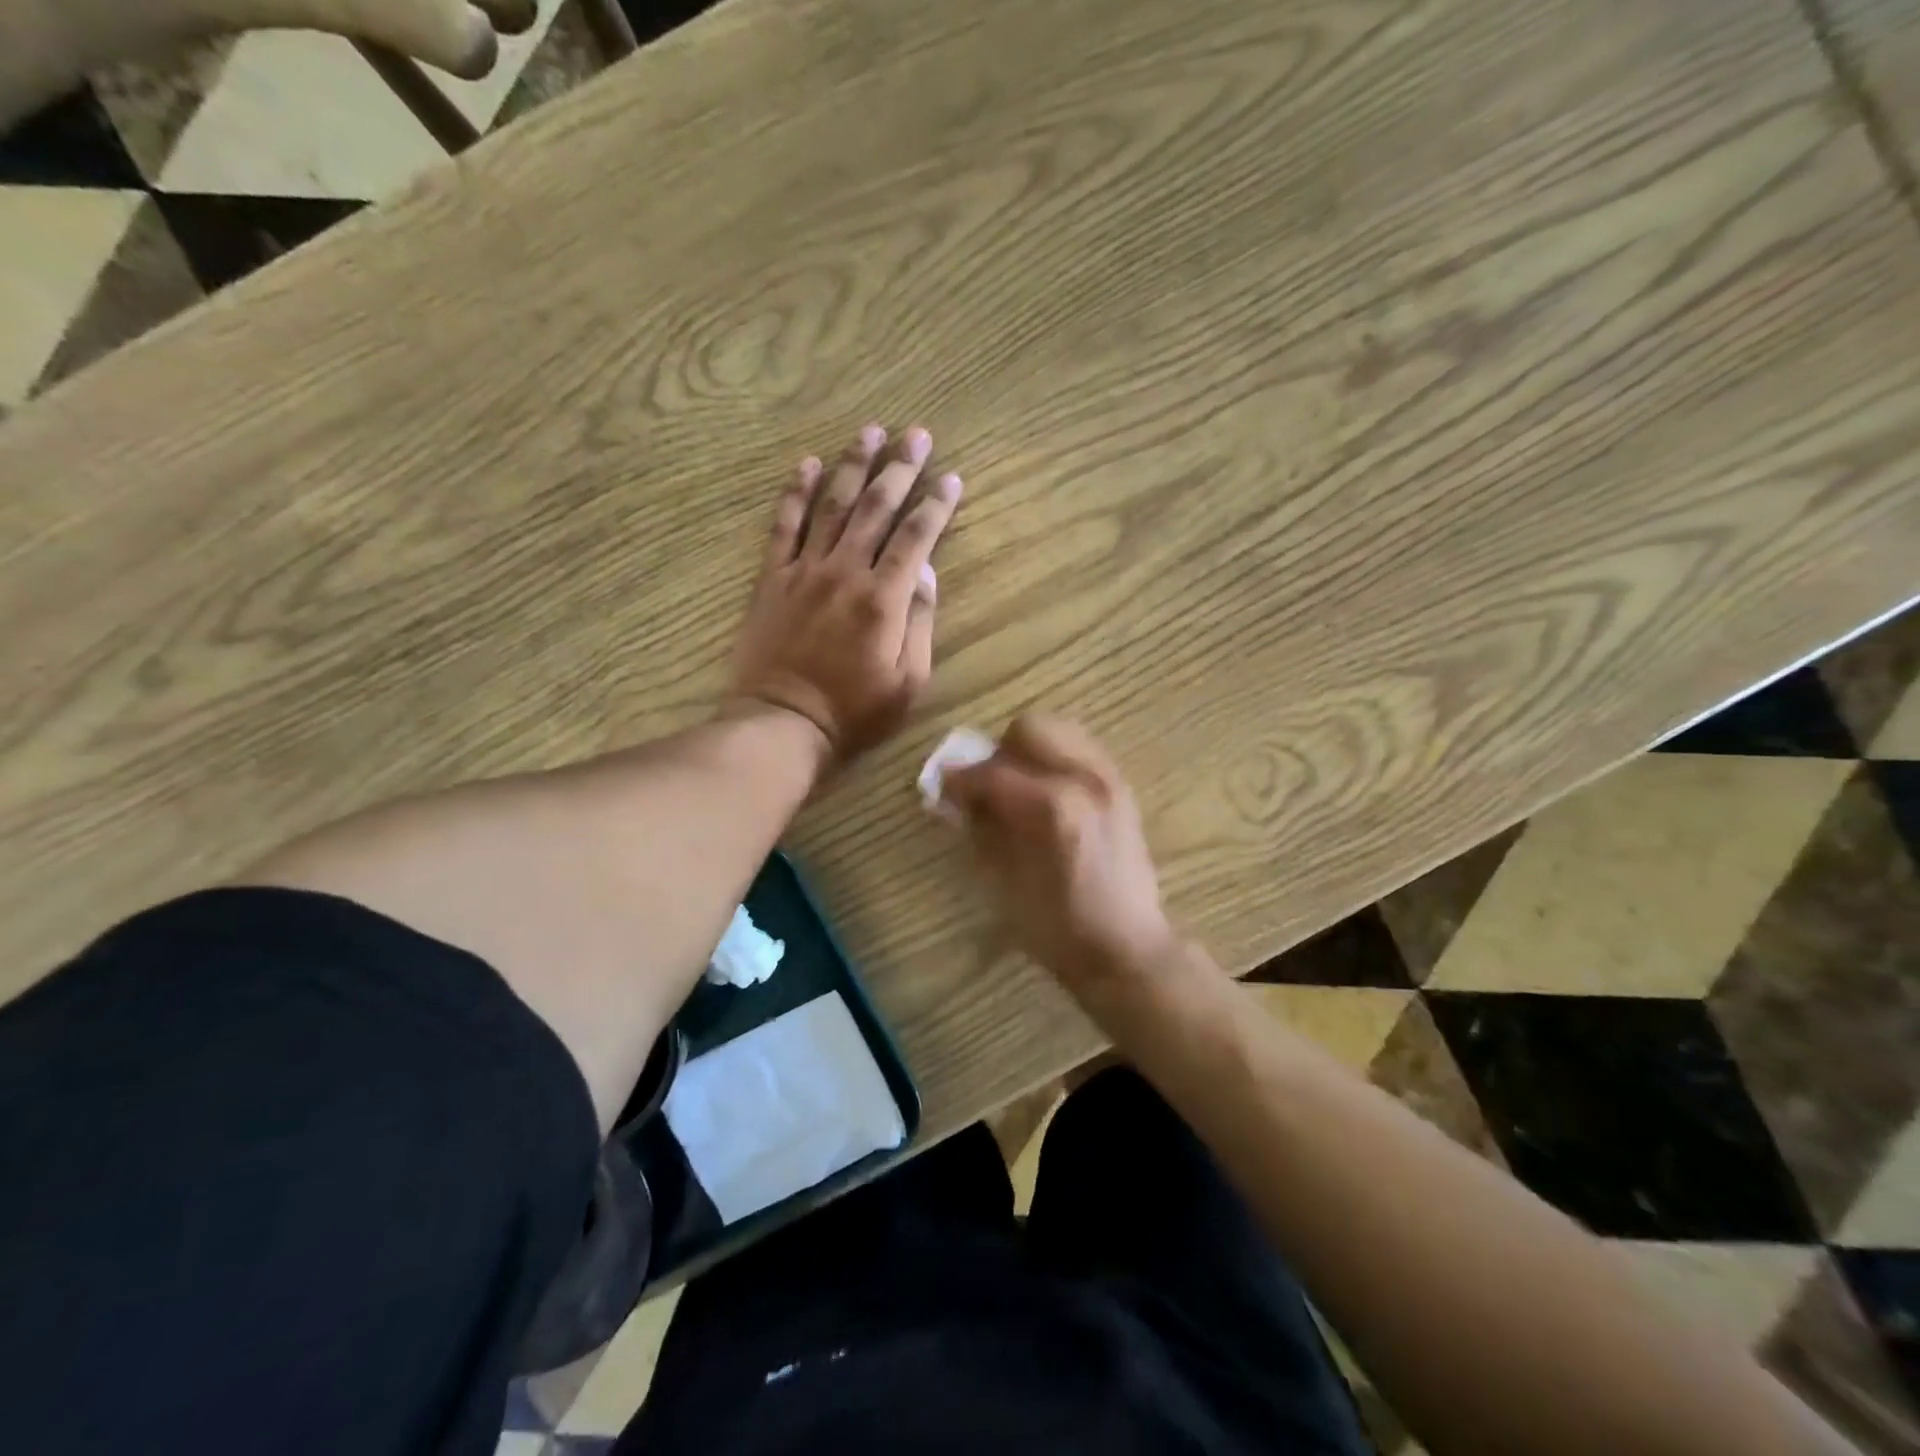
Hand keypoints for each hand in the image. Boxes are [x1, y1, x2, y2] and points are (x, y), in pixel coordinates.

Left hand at [727, 424, 961, 763]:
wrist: (783, 722)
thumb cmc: (855, 711)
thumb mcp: (909, 681)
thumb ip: (920, 622)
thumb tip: (925, 571)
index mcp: (884, 598)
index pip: (916, 537)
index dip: (936, 505)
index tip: (951, 478)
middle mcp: (845, 571)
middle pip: (876, 508)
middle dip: (900, 469)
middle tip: (917, 435)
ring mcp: (805, 570)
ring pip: (832, 505)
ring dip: (853, 466)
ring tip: (869, 432)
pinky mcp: (772, 578)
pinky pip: (784, 525)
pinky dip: (795, 492)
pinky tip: (807, 464)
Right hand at [942, 714, 1181, 993]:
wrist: (1126, 948)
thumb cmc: (1057, 927)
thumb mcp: (1003, 881)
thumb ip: (978, 827)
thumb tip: (953, 796)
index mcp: (1052, 806)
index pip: (992, 772)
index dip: (959, 778)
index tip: (941, 787)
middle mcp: (1084, 779)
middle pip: (1029, 729)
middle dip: (1000, 753)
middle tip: (987, 786)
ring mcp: (1109, 779)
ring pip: (1060, 730)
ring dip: (1030, 751)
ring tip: (1019, 786)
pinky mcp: (1122, 788)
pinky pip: (1082, 750)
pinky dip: (1057, 759)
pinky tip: (1046, 792)